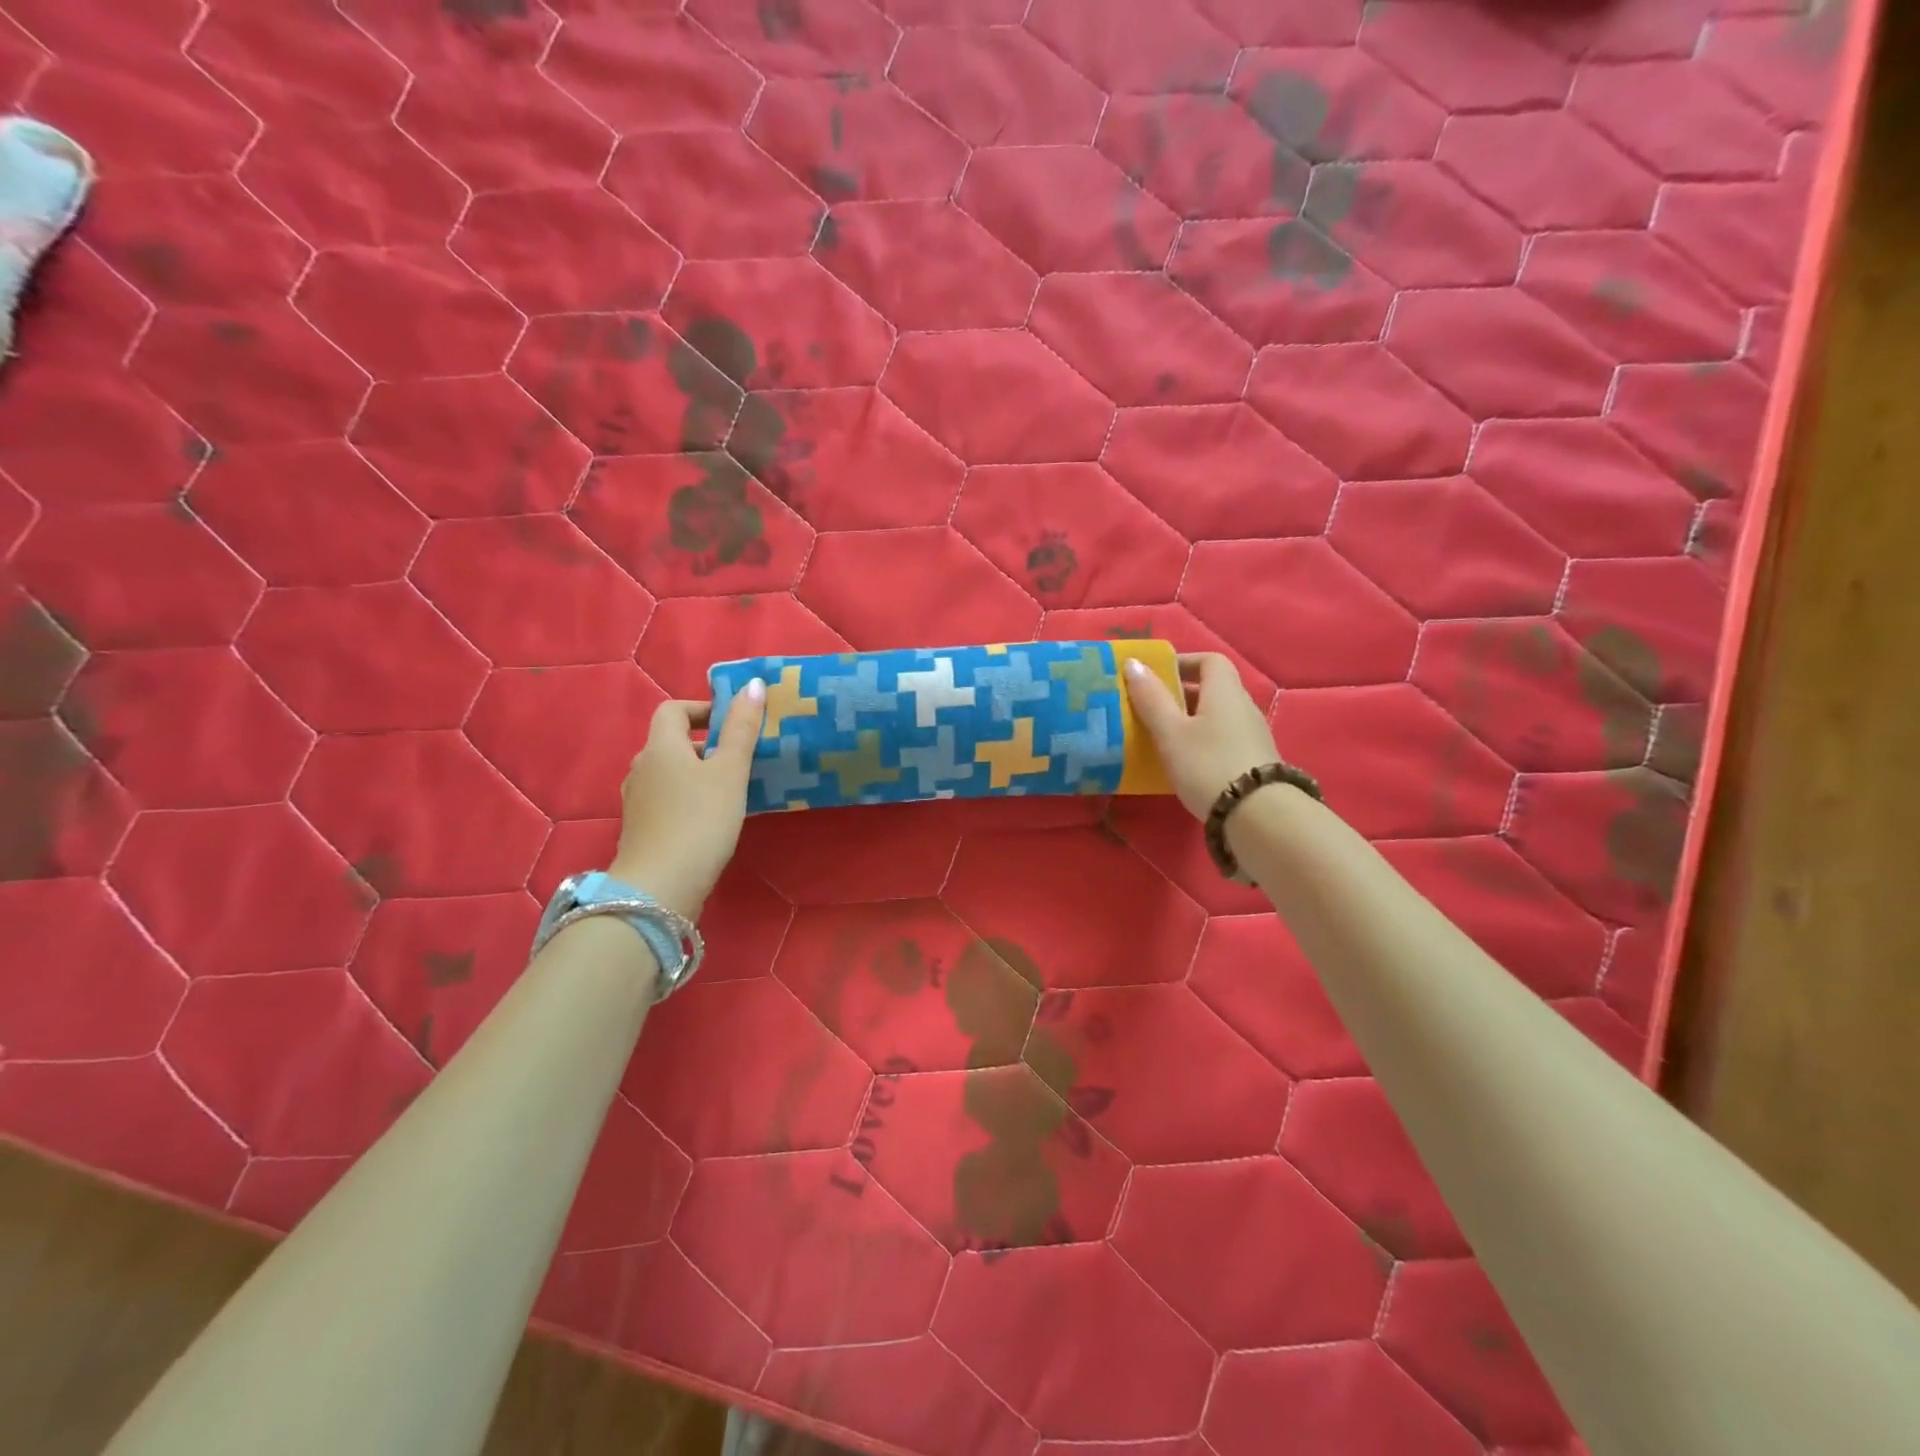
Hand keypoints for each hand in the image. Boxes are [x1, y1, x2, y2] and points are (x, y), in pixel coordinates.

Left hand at [608, 680, 766, 919]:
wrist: (660, 887)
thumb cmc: (700, 821)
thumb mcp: (729, 772)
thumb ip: (741, 729)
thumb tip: (752, 684)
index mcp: (660, 747)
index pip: (673, 710)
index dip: (702, 709)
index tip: (732, 723)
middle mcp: (642, 768)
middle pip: (671, 742)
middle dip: (705, 743)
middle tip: (741, 757)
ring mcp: (637, 801)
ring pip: (670, 773)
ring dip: (698, 772)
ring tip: (732, 788)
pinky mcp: (642, 829)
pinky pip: (667, 799)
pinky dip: (689, 798)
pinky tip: (712, 818)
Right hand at [1124, 653, 1278, 819]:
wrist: (1257, 816)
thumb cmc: (1207, 765)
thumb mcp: (1171, 732)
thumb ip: (1151, 698)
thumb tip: (1133, 663)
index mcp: (1225, 692)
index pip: (1209, 660)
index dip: (1182, 662)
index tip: (1154, 677)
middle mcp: (1243, 707)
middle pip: (1211, 689)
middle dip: (1179, 695)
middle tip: (1148, 709)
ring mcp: (1252, 735)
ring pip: (1215, 716)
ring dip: (1188, 721)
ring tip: (1160, 738)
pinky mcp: (1253, 761)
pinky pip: (1222, 739)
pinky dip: (1201, 742)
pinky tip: (1183, 763)